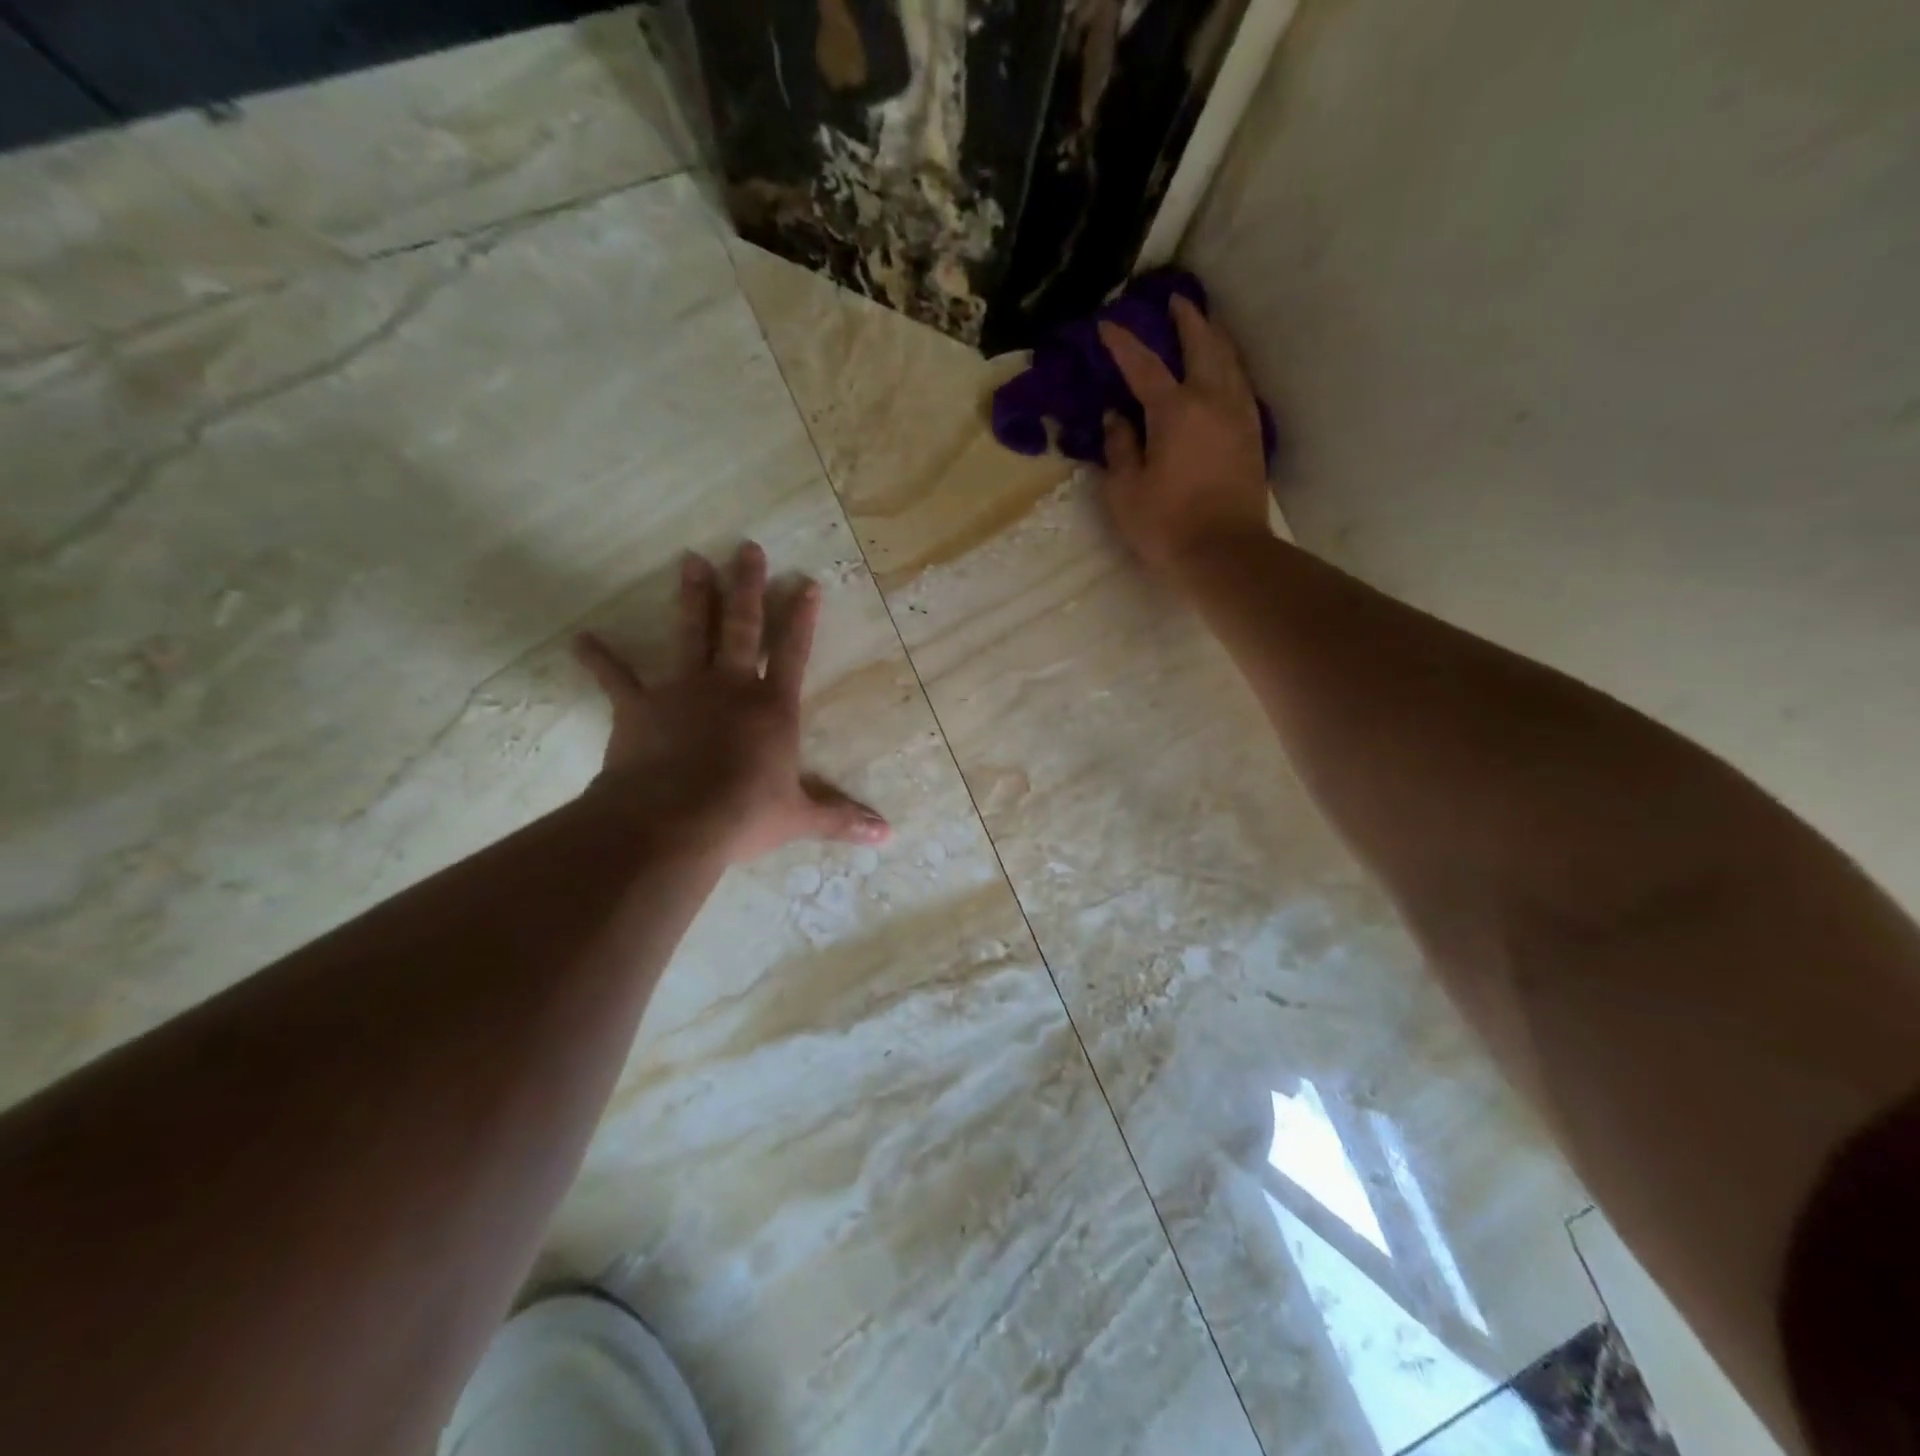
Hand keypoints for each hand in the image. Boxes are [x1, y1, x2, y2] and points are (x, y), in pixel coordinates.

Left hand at [572, 543, 889, 863]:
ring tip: (691, 560)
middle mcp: (730, 688)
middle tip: (747, 547)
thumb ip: (840, 818)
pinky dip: (600, 660)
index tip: (807, 583)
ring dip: (693, 597)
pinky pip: (617, 679)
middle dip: (747, 587)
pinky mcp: (640, 708)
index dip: (801, 619)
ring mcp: (683, 692)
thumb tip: (887, 835)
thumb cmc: (743, 815)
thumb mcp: (798, 818)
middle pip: (742, 628)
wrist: (672, 823)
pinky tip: (580, 640)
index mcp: (772, 709)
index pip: (793, 654)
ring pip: (690, 634)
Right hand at [1097, 297, 1271, 577]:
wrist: (1225, 553)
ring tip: (1204, 327)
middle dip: (1187, 320)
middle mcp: (1212, 401)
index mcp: (1174, 411)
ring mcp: (1238, 417)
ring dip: (1215, 338)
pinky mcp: (1252, 436)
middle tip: (1176, 301)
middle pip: (1203, 346)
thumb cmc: (1166, 526)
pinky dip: (1229, 368)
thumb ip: (1120, 448)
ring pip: (1230, 362)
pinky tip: (1224, 371)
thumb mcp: (1126, 492)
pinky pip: (1241, 386)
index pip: (1144, 366)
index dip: (1123, 344)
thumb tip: (1116, 418)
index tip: (1107, 326)